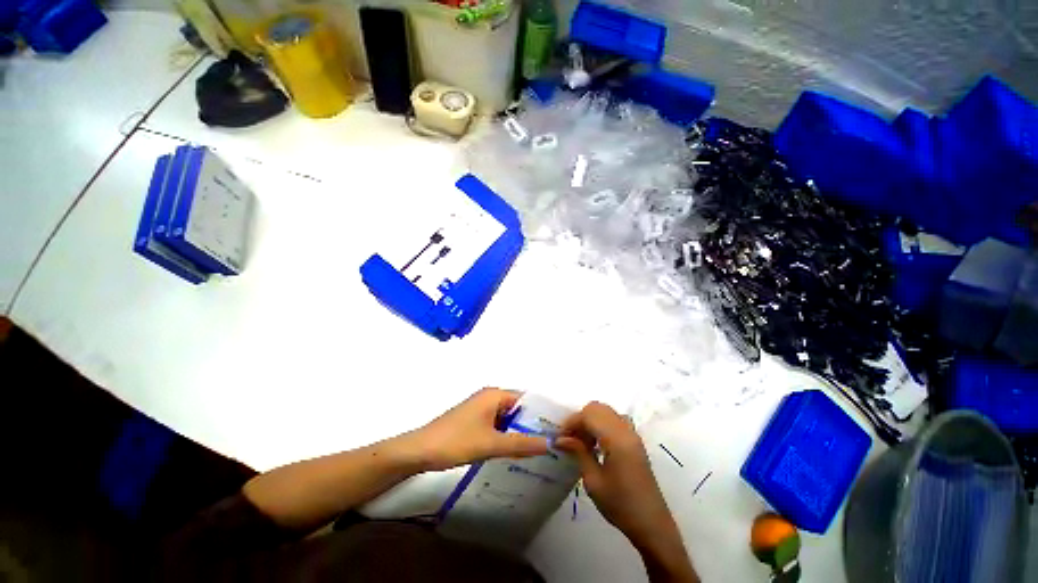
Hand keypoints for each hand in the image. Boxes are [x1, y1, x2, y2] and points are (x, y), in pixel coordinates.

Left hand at [404, 388, 548, 471]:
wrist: (419, 451)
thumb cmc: (456, 441)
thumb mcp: (490, 444)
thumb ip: (520, 444)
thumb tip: (549, 443)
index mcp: (494, 395)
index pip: (526, 399)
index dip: (541, 412)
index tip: (556, 428)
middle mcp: (489, 397)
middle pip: (517, 408)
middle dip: (531, 424)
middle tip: (551, 442)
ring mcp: (481, 409)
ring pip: (507, 418)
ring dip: (519, 431)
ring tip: (539, 449)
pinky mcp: (474, 421)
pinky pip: (497, 425)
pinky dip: (506, 435)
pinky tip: (515, 452)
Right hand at [556, 402, 697, 581]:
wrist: (651, 524)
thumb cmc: (620, 505)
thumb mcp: (593, 481)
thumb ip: (578, 452)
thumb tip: (560, 438)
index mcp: (616, 439)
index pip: (588, 416)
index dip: (571, 422)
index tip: (559, 437)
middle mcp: (625, 430)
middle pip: (597, 408)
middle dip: (580, 418)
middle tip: (570, 438)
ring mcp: (632, 433)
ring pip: (606, 411)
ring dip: (591, 420)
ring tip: (582, 441)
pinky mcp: (635, 440)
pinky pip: (615, 420)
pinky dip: (602, 424)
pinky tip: (597, 443)